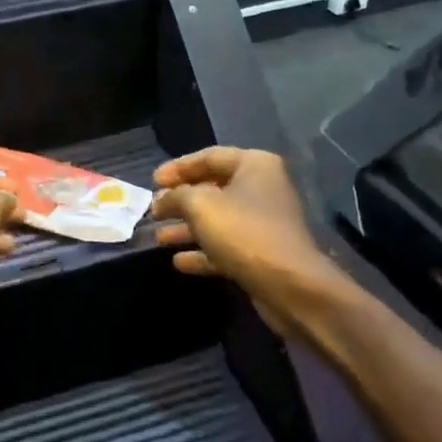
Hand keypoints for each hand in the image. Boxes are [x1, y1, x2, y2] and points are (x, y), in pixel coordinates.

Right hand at [151, 147, 329, 332]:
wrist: (289, 285)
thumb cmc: (243, 232)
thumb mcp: (200, 205)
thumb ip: (176, 195)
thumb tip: (162, 199)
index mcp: (254, 166)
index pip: (209, 157)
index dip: (178, 168)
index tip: (152, 181)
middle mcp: (261, 189)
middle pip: (212, 188)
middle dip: (180, 201)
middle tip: (154, 210)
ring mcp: (263, 223)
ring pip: (217, 220)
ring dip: (187, 228)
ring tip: (158, 238)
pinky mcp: (261, 254)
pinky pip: (225, 246)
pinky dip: (202, 252)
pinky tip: (179, 261)